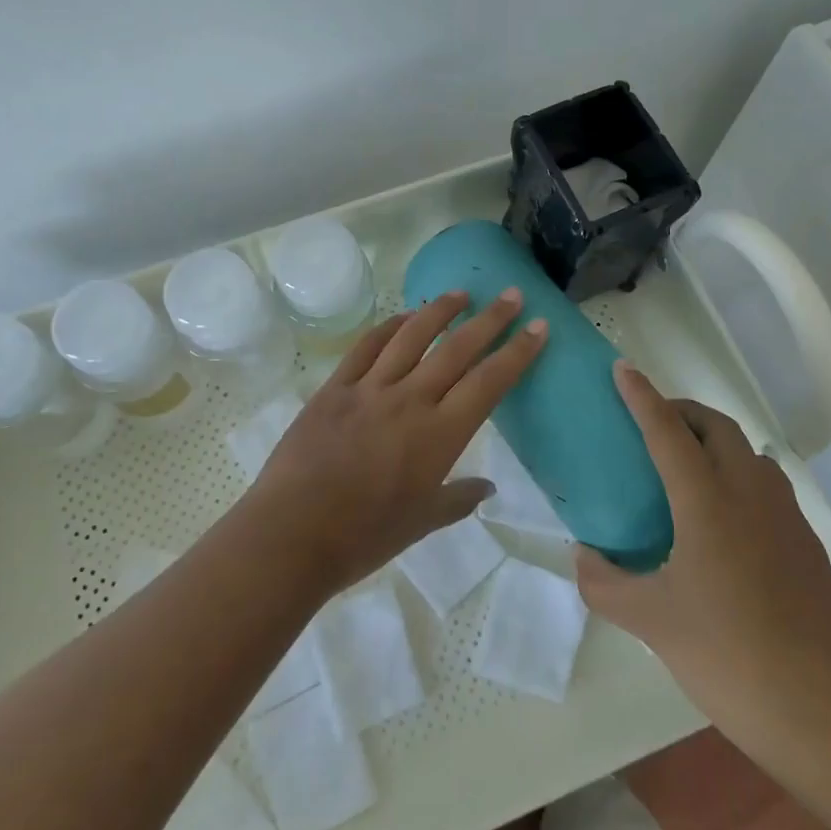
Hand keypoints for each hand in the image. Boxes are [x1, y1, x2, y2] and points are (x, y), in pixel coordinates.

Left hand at [243, 289, 547, 596]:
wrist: (292, 533)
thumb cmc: (363, 536)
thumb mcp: (421, 522)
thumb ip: (458, 499)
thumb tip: (487, 487)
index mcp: (439, 435)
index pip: (489, 383)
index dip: (517, 352)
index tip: (538, 326)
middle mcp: (410, 400)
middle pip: (457, 348)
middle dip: (490, 319)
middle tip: (512, 294)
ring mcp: (369, 389)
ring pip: (412, 337)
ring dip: (439, 311)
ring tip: (460, 293)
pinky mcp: (335, 387)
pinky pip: (366, 347)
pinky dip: (388, 327)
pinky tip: (402, 318)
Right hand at [577, 363, 830, 752]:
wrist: (825, 714)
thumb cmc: (728, 656)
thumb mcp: (649, 621)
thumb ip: (603, 583)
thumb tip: (582, 555)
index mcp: (707, 501)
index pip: (667, 429)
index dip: (641, 395)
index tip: (622, 369)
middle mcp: (750, 492)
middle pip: (716, 426)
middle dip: (681, 410)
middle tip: (650, 425)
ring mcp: (786, 516)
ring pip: (748, 451)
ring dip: (714, 440)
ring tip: (685, 468)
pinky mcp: (807, 543)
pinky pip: (767, 484)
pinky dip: (738, 475)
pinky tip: (724, 520)